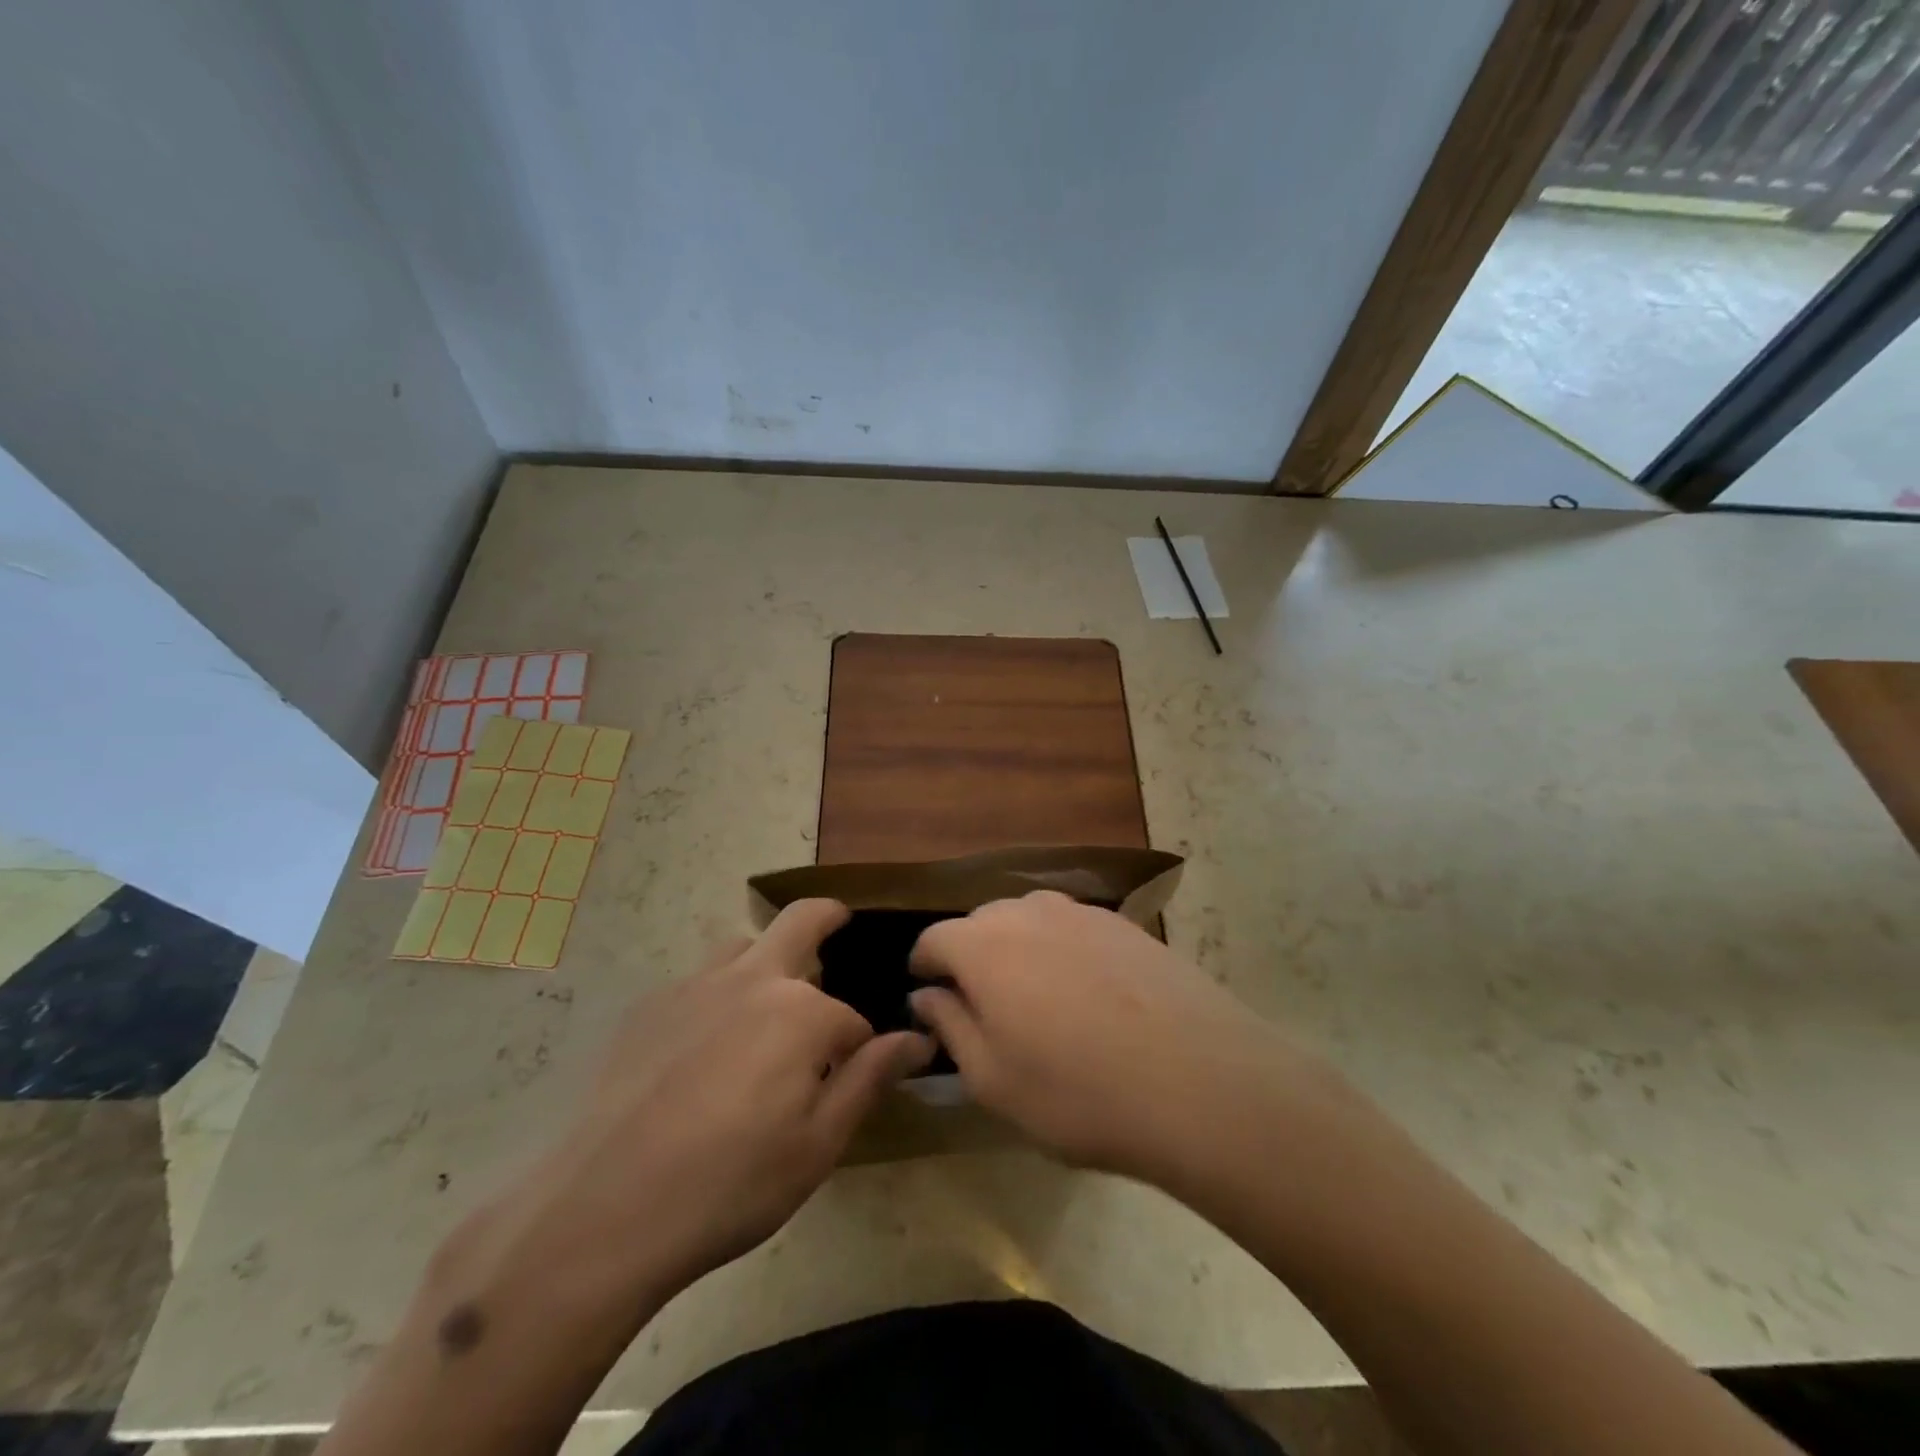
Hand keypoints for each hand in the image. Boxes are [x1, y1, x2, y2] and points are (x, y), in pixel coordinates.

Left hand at [509, 900, 933, 1307]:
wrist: (603, 1213)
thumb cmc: (729, 1186)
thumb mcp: (817, 1146)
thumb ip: (869, 1080)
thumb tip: (917, 1038)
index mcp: (801, 1013)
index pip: (852, 1021)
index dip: (860, 1051)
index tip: (855, 1078)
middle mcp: (752, 979)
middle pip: (801, 920)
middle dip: (829, 918)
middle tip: (839, 927)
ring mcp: (694, 986)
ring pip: (745, 946)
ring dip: (768, 960)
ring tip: (766, 1007)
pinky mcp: (650, 1006)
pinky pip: (699, 980)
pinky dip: (720, 993)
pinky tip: (704, 1048)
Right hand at [909, 891, 1312, 1186]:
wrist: (1199, 1082)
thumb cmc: (1078, 1093)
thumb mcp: (993, 1080)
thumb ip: (950, 1026)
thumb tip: (927, 995)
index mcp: (985, 946)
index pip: (934, 939)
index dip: (924, 965)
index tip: (927, 993)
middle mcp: (1029, 913)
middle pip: (981, 922)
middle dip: (971, 955)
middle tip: (983, 1005)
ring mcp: (1083, 913)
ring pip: (1030, 919)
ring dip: (1019, 949)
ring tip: (1036, 999)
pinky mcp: (1127, 925)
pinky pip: (1075, 929)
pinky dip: (1064, 951)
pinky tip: (1088, 995)